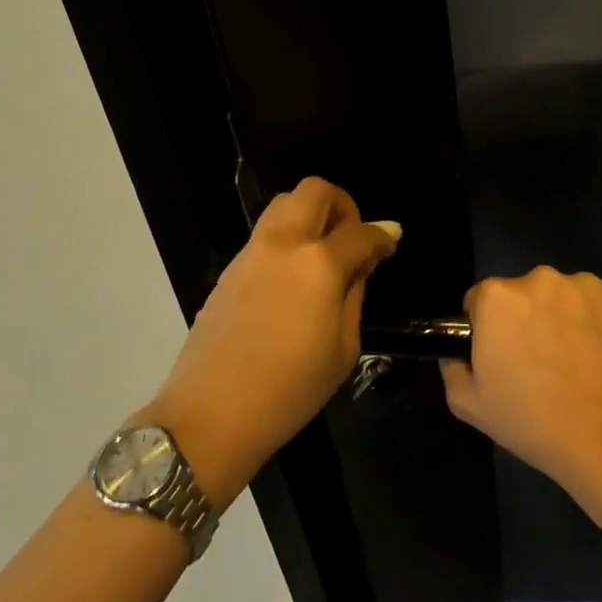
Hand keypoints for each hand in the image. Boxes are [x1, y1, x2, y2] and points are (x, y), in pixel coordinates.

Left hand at [147, 178, 398, 506]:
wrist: (212, 412)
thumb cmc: (290, 390)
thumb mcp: (343, 349)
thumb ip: (355, 294)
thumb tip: (363, 261)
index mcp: (319, 264)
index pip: (359, 232)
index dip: (381, 236)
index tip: (389, 245)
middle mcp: (284, 243)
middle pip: (315, 190)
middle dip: (342, 205)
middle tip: (350, 239)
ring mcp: (251, 251)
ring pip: (284, 204)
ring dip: (310, 215)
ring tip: (322, 256)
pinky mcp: (229, 268)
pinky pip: (265, 233)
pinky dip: (287, 238)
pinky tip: (292, 279)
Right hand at [440, 266, 601, 495]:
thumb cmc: (535, 423)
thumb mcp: (469, 404)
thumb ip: (452, 366)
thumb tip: (459, 352)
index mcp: (499, 297)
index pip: (484, 299)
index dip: (490, 327)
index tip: (505, 355)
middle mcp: (543, 278)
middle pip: (529, 293)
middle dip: (531, 318)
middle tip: (544, 363)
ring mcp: (592, 286)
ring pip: (571, 297)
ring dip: (571, 318)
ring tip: (584, 364)